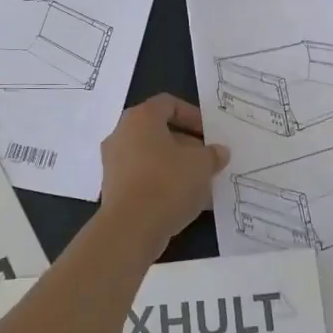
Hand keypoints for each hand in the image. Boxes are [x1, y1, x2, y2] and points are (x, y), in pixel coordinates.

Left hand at [100, 94, 228, 245]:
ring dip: (178, 167)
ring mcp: (115, 162)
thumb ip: (213, 154)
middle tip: (209, 160)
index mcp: (141, 118)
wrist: (130, 228)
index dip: (193, 115)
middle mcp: (122, 134)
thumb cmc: (168, 183)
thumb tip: (219, 151)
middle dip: (188, 145)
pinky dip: (164, 185)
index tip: (210, 134)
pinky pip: (144, 178)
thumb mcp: (202, 165)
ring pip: (153, 157)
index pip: (169, 104)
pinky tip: (187, 203)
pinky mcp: (114, 189)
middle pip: (160, 131)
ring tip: (203, 184)